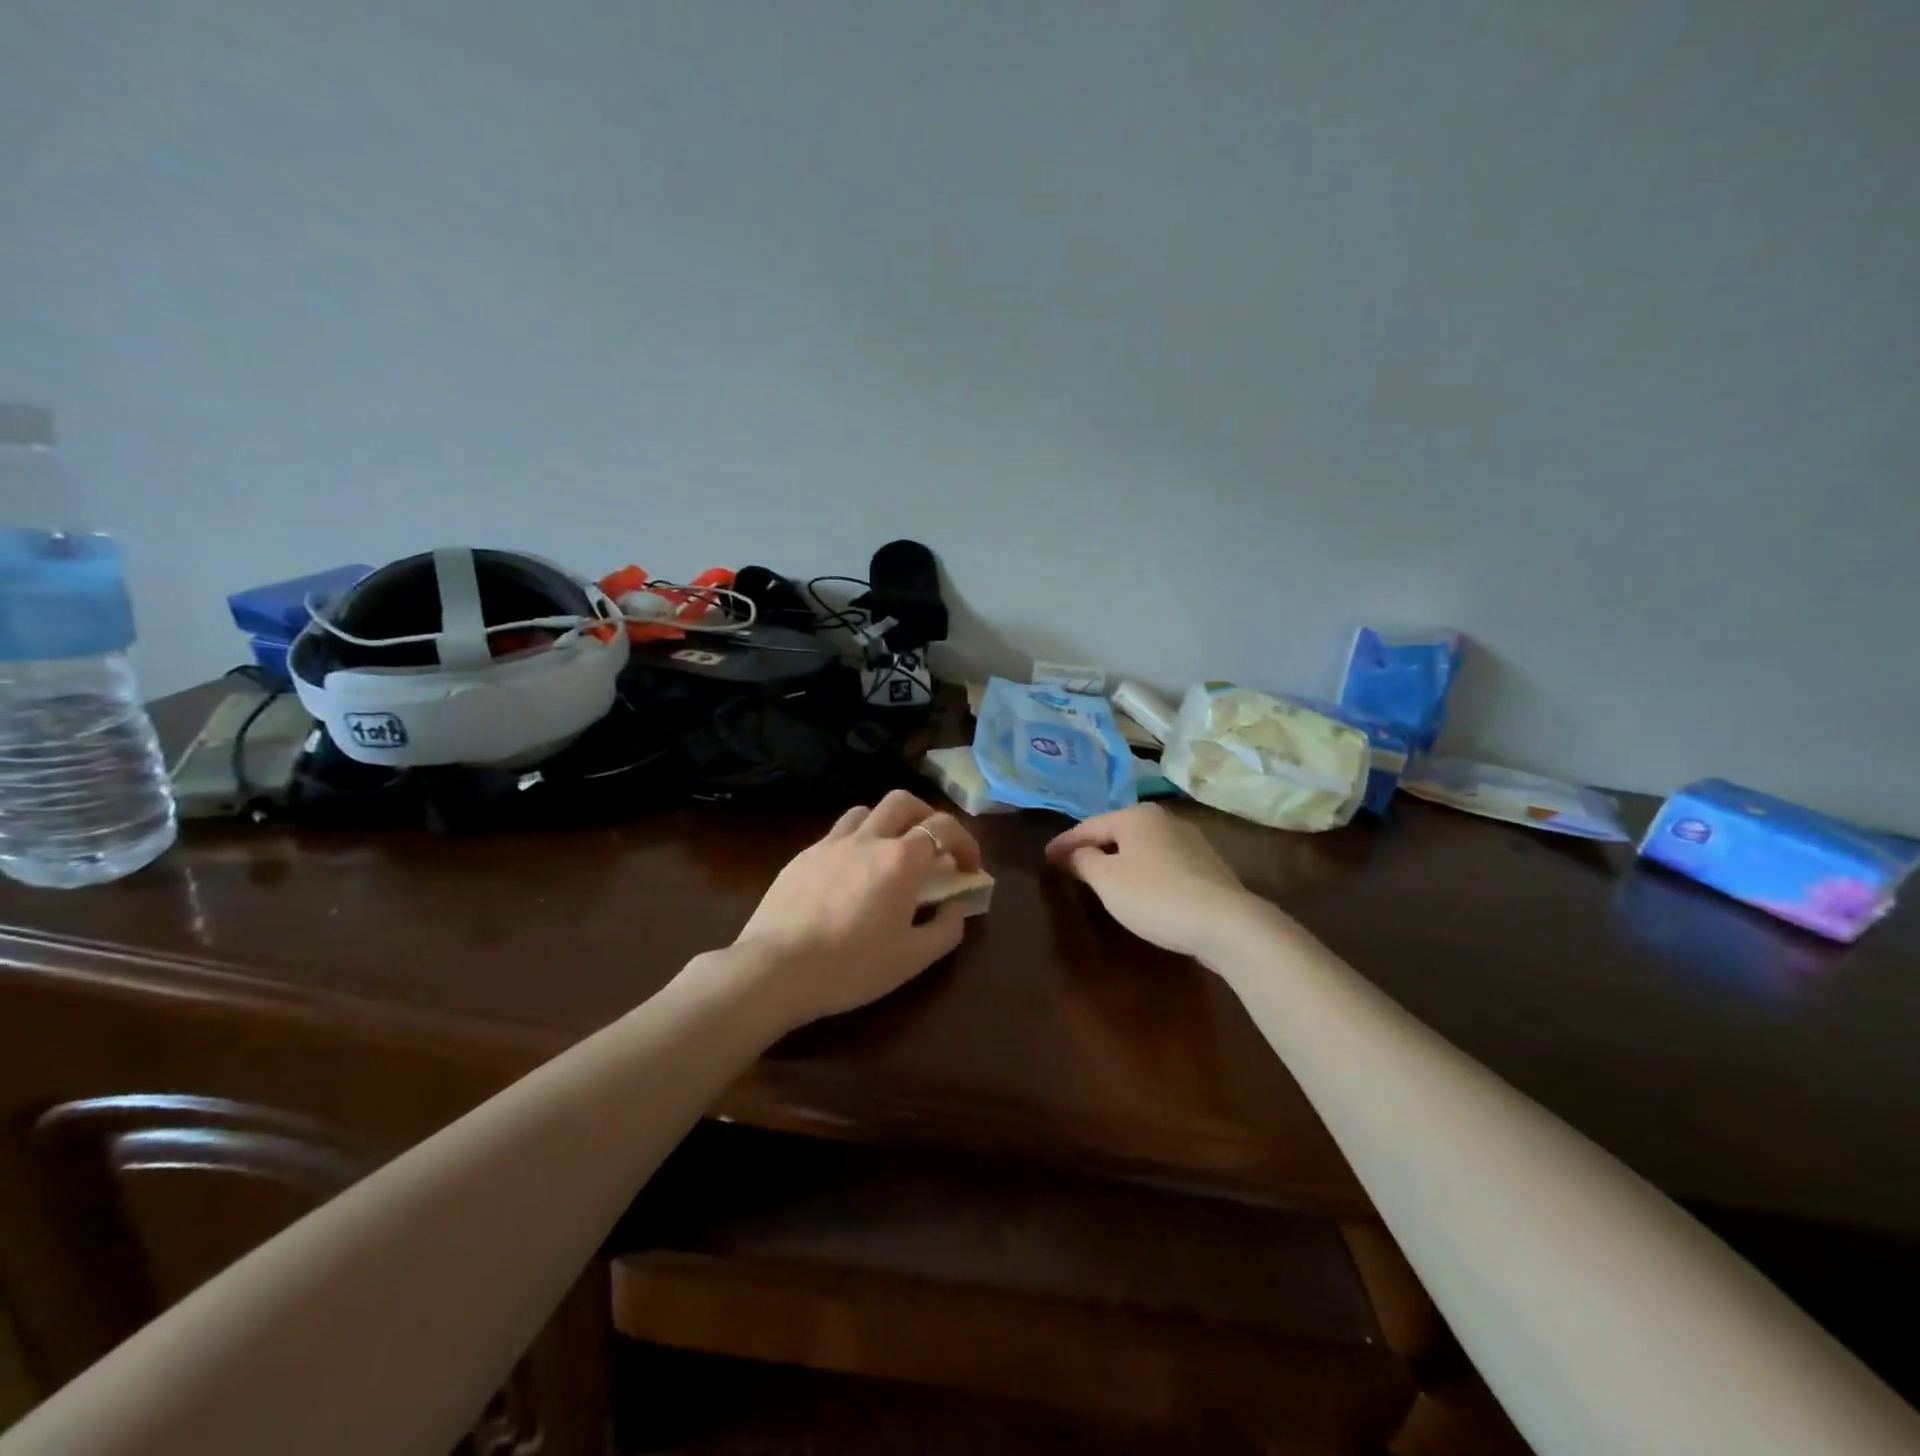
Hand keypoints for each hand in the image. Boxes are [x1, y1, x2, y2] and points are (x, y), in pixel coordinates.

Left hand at [730, 790, 983, 1028]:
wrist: (775, 969)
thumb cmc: (852, 966)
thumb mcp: (913, 959)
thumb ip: (946, 929)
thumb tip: (956, 906)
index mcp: (900, 859)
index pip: (944, 827)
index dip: (965, 841)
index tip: (969, 867)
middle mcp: (867, 839)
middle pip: (903, 802)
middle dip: (926, 816)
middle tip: (932, 848)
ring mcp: (830, 844)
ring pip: (865, 811)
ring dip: (886, 824)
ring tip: (889, 854)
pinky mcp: (801, 857)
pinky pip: (836, 835)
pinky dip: (854, 843)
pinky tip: (849, 875)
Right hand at [1046, 804, 1266, 960]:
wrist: (1226, 923)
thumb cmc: (1155, 896)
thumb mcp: (1107, 880)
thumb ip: (1084, 861)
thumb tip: (1075, 852)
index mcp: (1136, 815)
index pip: (1089, 826)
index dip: (1064, 843)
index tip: (1046, 856)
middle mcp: (1164, 819)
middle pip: (1117, 832)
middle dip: (1093, 847)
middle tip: (1070, 864)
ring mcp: (1190, 840)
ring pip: (1142, 847)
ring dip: (1119, 859)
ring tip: (1102, 876)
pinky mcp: (1207, 865)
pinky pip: (1162, 863)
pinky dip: (1143, 871)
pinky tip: (1140, 889)